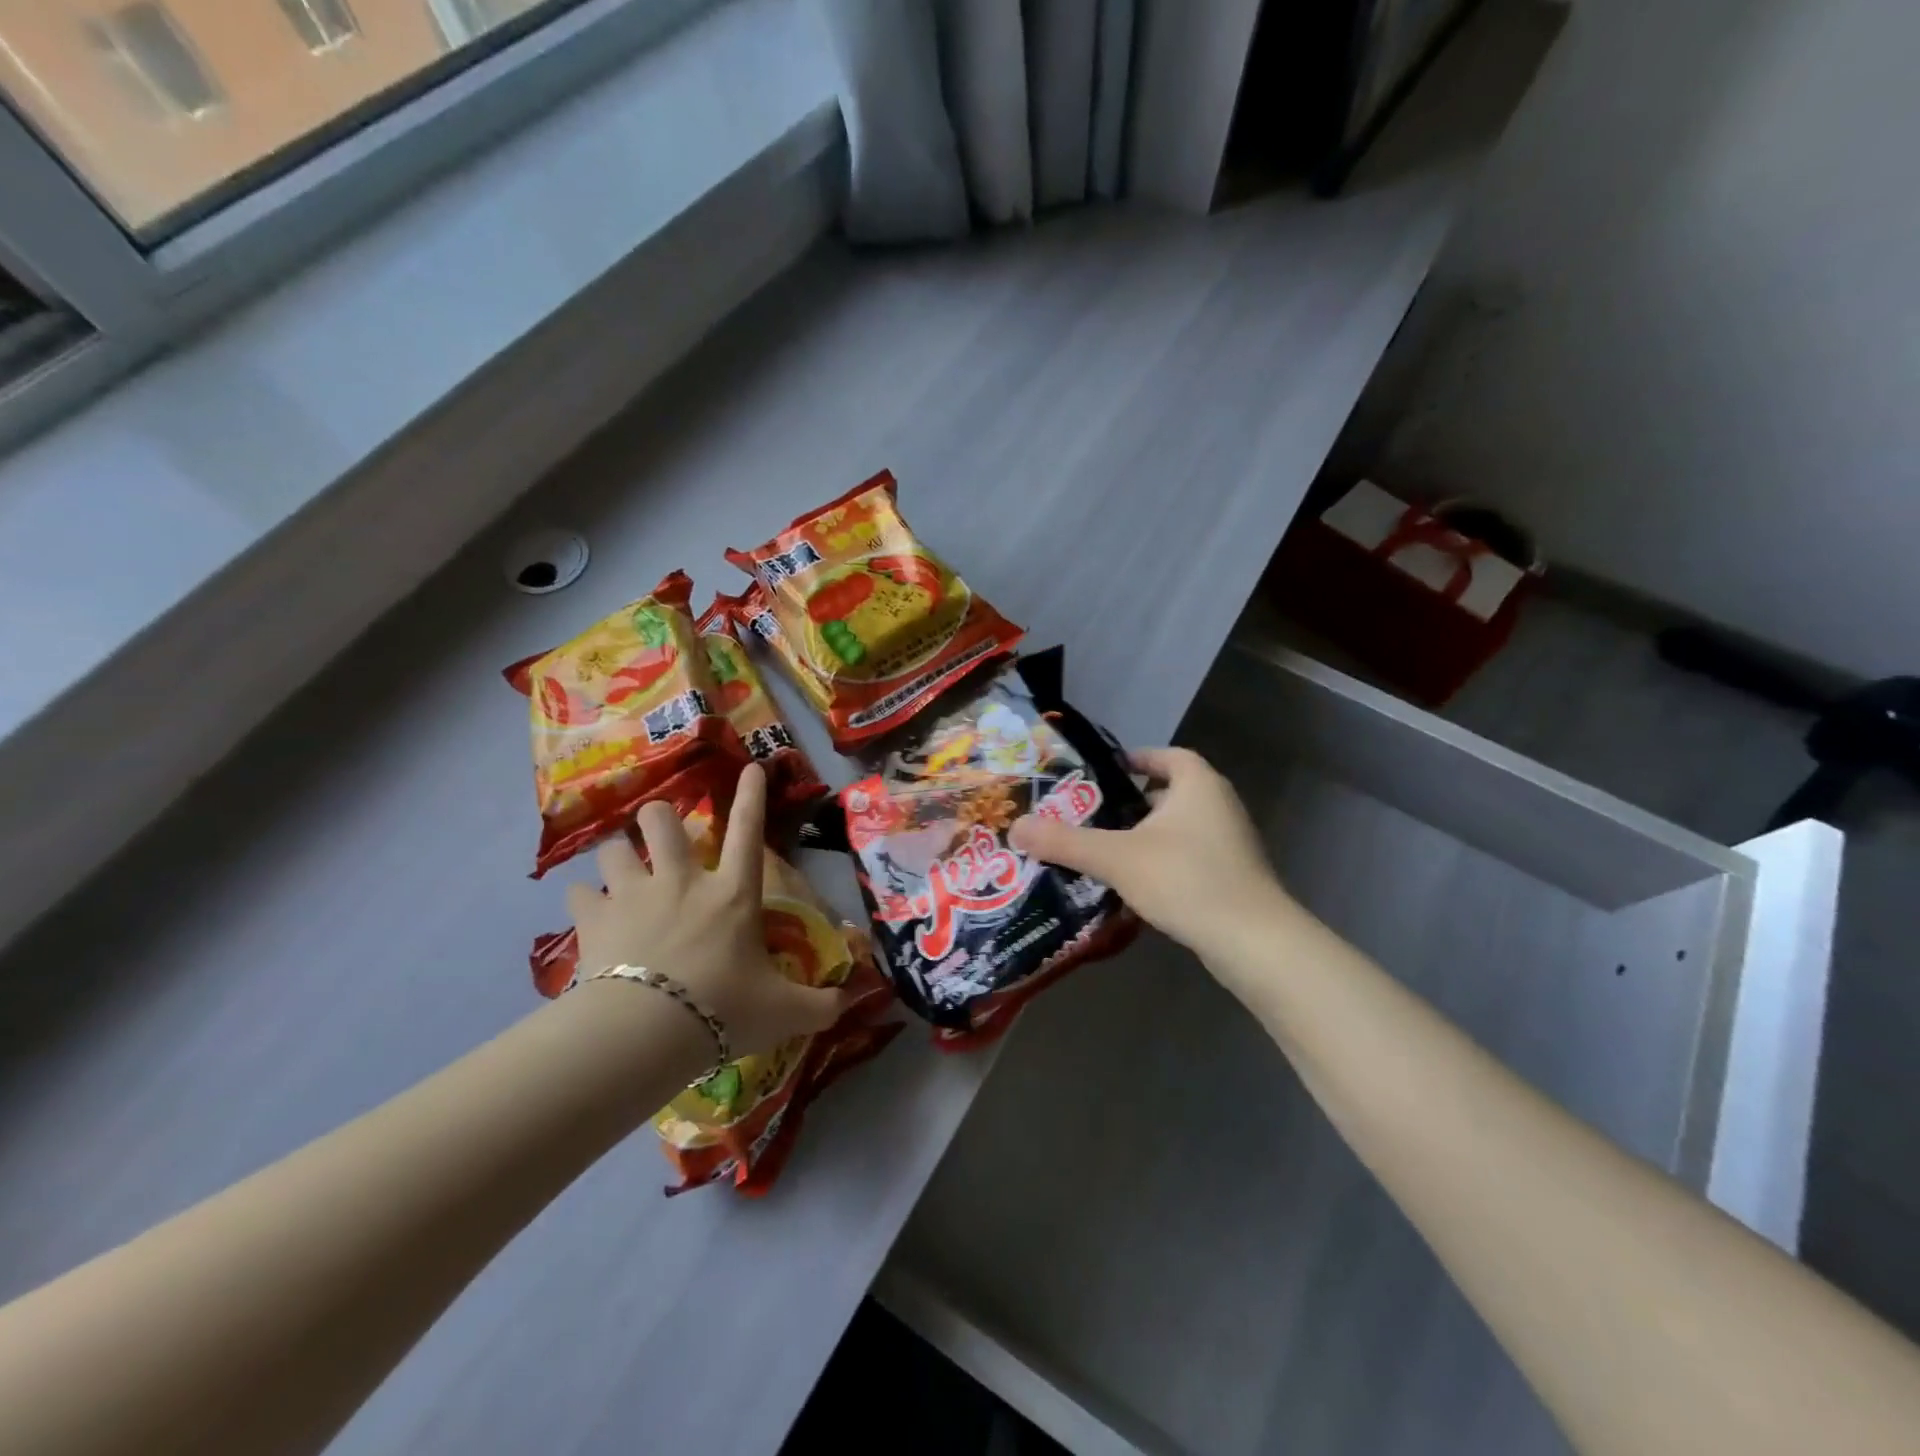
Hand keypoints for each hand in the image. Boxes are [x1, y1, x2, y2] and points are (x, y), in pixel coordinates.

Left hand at [568, 765, 848, 1060]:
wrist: (644, 1033)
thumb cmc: (723, 1011)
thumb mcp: (784, 1012)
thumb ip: (822, 1005)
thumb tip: (854, 1000)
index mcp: (732, 893)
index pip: (748, 831)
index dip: (752, 796)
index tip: (750, 767)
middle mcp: (681, 881)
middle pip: (661, 820)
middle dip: (660, 818)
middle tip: (661, 836)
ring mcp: (633, 894)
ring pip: (614, 847)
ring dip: (618, 856)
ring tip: (621, 871)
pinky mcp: (593, 919)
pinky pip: (578, 893)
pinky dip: (584, 899)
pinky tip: (588, 912)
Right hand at [1009, 747, 1294, 963]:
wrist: (1254, 942)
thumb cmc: (1186, 880)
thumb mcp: (1117, 858)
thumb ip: (1065, 841)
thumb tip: (1015, 826)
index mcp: (1198, 784)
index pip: (1165, 756)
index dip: (1135, 759)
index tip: (1103, 774)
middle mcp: (1219, 805)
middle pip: (1169, 792)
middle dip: (1131, 803)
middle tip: (1091, 815)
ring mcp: (1230, 842)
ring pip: (1178, 828)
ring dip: (1145, 836)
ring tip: (1104, 850)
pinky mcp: (1233, 876)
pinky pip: (1189, 857)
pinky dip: (1162, 862)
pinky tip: (1134, 885)